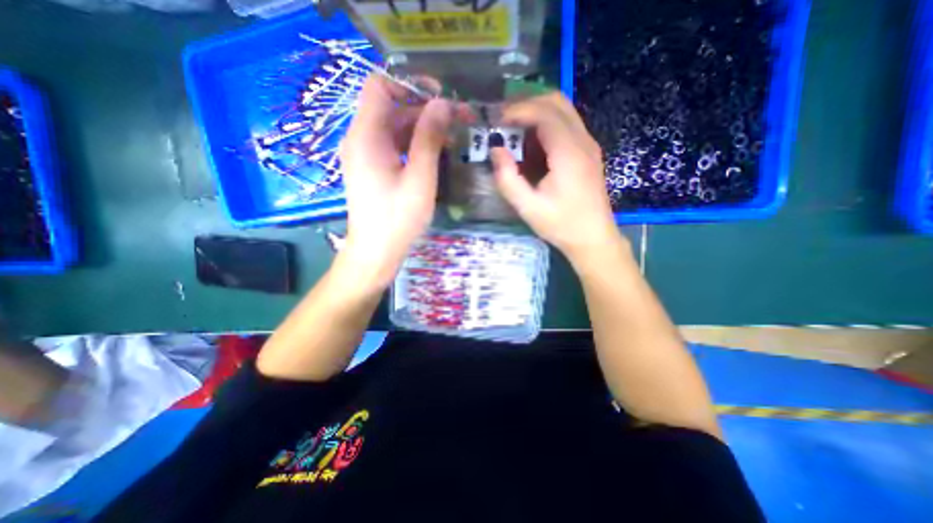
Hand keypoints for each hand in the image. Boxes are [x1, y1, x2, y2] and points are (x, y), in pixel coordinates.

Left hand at [338, 75, 454, 292]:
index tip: (440, 98)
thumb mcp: (420, 178)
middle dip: (424, 109)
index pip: (380, 86)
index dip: (410, 85)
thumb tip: (443, 104)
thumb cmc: (398, 218)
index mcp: (366, 136)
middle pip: (391, 107)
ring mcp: (365, 155)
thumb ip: (429, 138)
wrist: (376, 252)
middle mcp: (360, 139)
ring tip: (451, 138)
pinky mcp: (372, 168)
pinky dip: (413, 144)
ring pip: (394, 127)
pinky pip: (392, 145)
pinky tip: (434, 153)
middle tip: (457, 120)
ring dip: (421, 128)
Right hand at [489, 91, 624, 262]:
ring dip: (536, 112)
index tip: (496, 120)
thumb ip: (508, 179)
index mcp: (569, 153)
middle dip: (527, 103)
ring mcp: (588, 145)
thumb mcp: (528, 208)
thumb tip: (496, 150)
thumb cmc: (561, 225)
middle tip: (503, 119)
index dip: (518, 110)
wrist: (593, 239)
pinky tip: (530, 143)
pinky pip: (566, 125)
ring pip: (563, 110)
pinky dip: (546, 124)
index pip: (544, 113)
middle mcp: (583, 141)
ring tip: (513, 129)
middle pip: (557, 101)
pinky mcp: (588, 153)